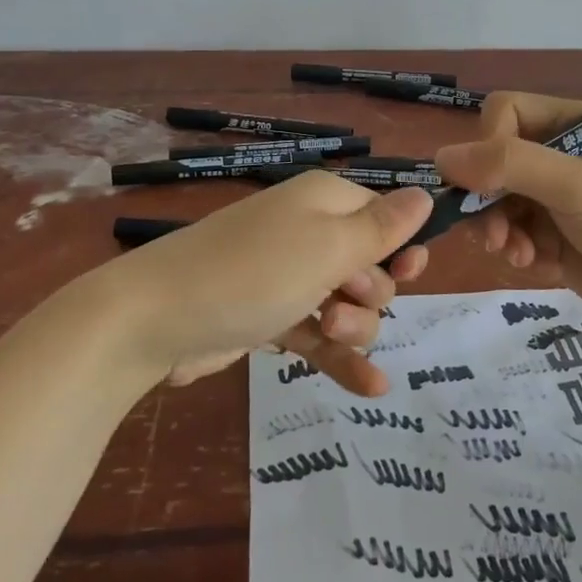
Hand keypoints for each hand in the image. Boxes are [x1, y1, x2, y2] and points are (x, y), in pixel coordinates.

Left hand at [90, 170, 432, 395]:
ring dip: (353, 326)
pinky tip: (372, 389)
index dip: (401, 248)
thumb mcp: (328, 247)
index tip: (410, 275)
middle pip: (370, 265)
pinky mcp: (270, 316)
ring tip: (329, 335)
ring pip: (347, 304)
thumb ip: (382, 227)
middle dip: (370, 291)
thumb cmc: (253, 272)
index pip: (384, 217)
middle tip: (343, 302)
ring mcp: (287, 277)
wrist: (154, 318)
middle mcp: (307, 232)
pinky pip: (318, 335)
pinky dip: (341, 359)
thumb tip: (427, 192)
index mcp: (324, 201)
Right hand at [434, 91, 581, 333]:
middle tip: (493, 237)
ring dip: (498, 231)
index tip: (487, 184)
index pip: (502, 114)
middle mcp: (557, 156)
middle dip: (487, 201)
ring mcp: (553, 199)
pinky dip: (517, 252)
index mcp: (570, 124)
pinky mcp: (552, 238)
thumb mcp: (580, 186)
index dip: (486, 145)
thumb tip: (442, 157)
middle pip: (490, 163)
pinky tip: (539, 268)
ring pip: (493, 203)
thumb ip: (513, 166)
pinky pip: (510, 236)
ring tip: (518, 256)